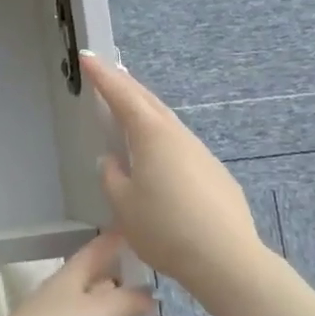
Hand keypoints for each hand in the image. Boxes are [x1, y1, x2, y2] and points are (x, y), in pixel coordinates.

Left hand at [0, 231, 153, 315]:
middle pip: (90, 288)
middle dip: (117, 291)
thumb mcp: (102, 313)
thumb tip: (147, 292)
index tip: (134, 231)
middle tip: (148, 294)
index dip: (114, 241)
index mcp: (68, 279)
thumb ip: (128, 300)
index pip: (94, 251)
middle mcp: (56, 300)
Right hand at [81, 52, 266, 299]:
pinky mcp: (215, 174)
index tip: (88, 56)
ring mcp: (201, 153)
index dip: (102, 76)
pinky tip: (159, 151)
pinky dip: (162, 134)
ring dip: (146, 108)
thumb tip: (112, 161)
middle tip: (109, 70)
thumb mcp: (123, 204)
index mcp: (151, 136)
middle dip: (126, 84)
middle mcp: (178, 135)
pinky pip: (180, 143)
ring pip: (167, 121)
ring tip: (130, 105)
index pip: (122, 95)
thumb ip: (112, 177)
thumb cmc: (165, 228)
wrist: (226, 259)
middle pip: (148, 101)